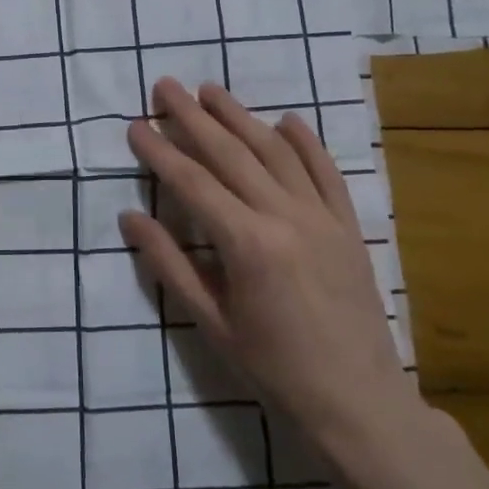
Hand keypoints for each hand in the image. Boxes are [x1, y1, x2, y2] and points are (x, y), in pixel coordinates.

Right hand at [119, 79, 421, 457]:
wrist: (358, 402)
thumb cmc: (273, 369)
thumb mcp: (211, 323)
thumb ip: (170, 264)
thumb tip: (130, 218)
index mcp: (247, 244)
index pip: (192, 183)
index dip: (159, 151)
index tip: (135, 125)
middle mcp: (285, 217)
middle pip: (231, 154)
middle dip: (193, 117)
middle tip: (165, 86)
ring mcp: (323, 218)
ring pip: (276, 152)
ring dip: (241, 117)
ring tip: (211, 90)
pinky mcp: (349, 226)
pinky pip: (326, 172)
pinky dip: (305, 142)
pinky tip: (286, 119)